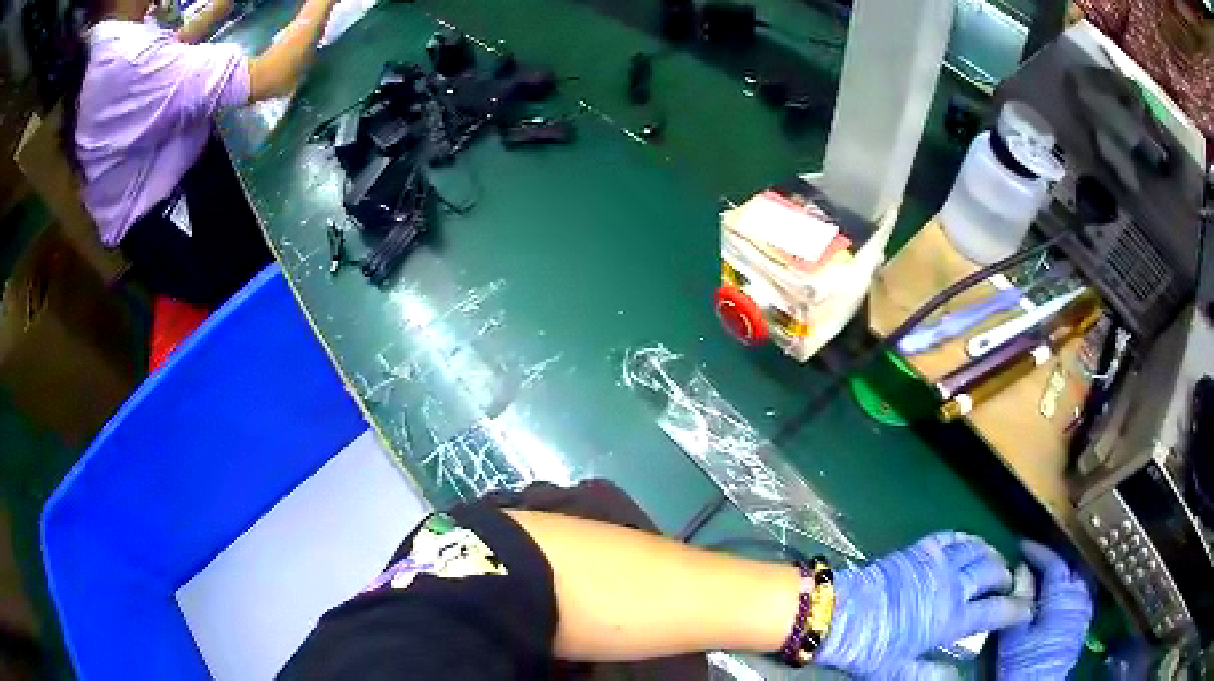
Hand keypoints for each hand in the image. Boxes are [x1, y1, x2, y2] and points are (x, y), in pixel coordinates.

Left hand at [816, 532, 1031, 676]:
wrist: (841, 614)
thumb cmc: (871, 647)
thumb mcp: (898, 671)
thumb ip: (930, 674)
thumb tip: (958, 677)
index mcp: (952, 619)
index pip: (995, 611)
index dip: (1017, 609)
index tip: (1028, 609)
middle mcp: (953, 586)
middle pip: (992, 572)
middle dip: (1006, 577)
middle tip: (1006, 584)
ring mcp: (938, 563)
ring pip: (978, 550)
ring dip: (991, 555)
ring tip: (994, 563)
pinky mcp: (921, 549)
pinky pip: (952, 536)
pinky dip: (967, 539)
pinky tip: (970, 544)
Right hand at [997, 540, 1091, 679]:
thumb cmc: (1023, 662)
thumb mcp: (1014, 634)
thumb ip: (1020, 597)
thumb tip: (1021, 568)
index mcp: (1061, 595)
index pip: (1054, 562)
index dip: (1039, 551)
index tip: (1023, 545)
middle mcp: (1078, 595)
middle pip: (1072, 565)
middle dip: (1055, 559)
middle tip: (1037, 559)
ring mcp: (1084, 608)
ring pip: (1079, 577)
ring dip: (1065, 572)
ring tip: (1048, 575)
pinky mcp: (1084, 621)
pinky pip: (1082, 592)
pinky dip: (1071, 587)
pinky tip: (1060, 596)